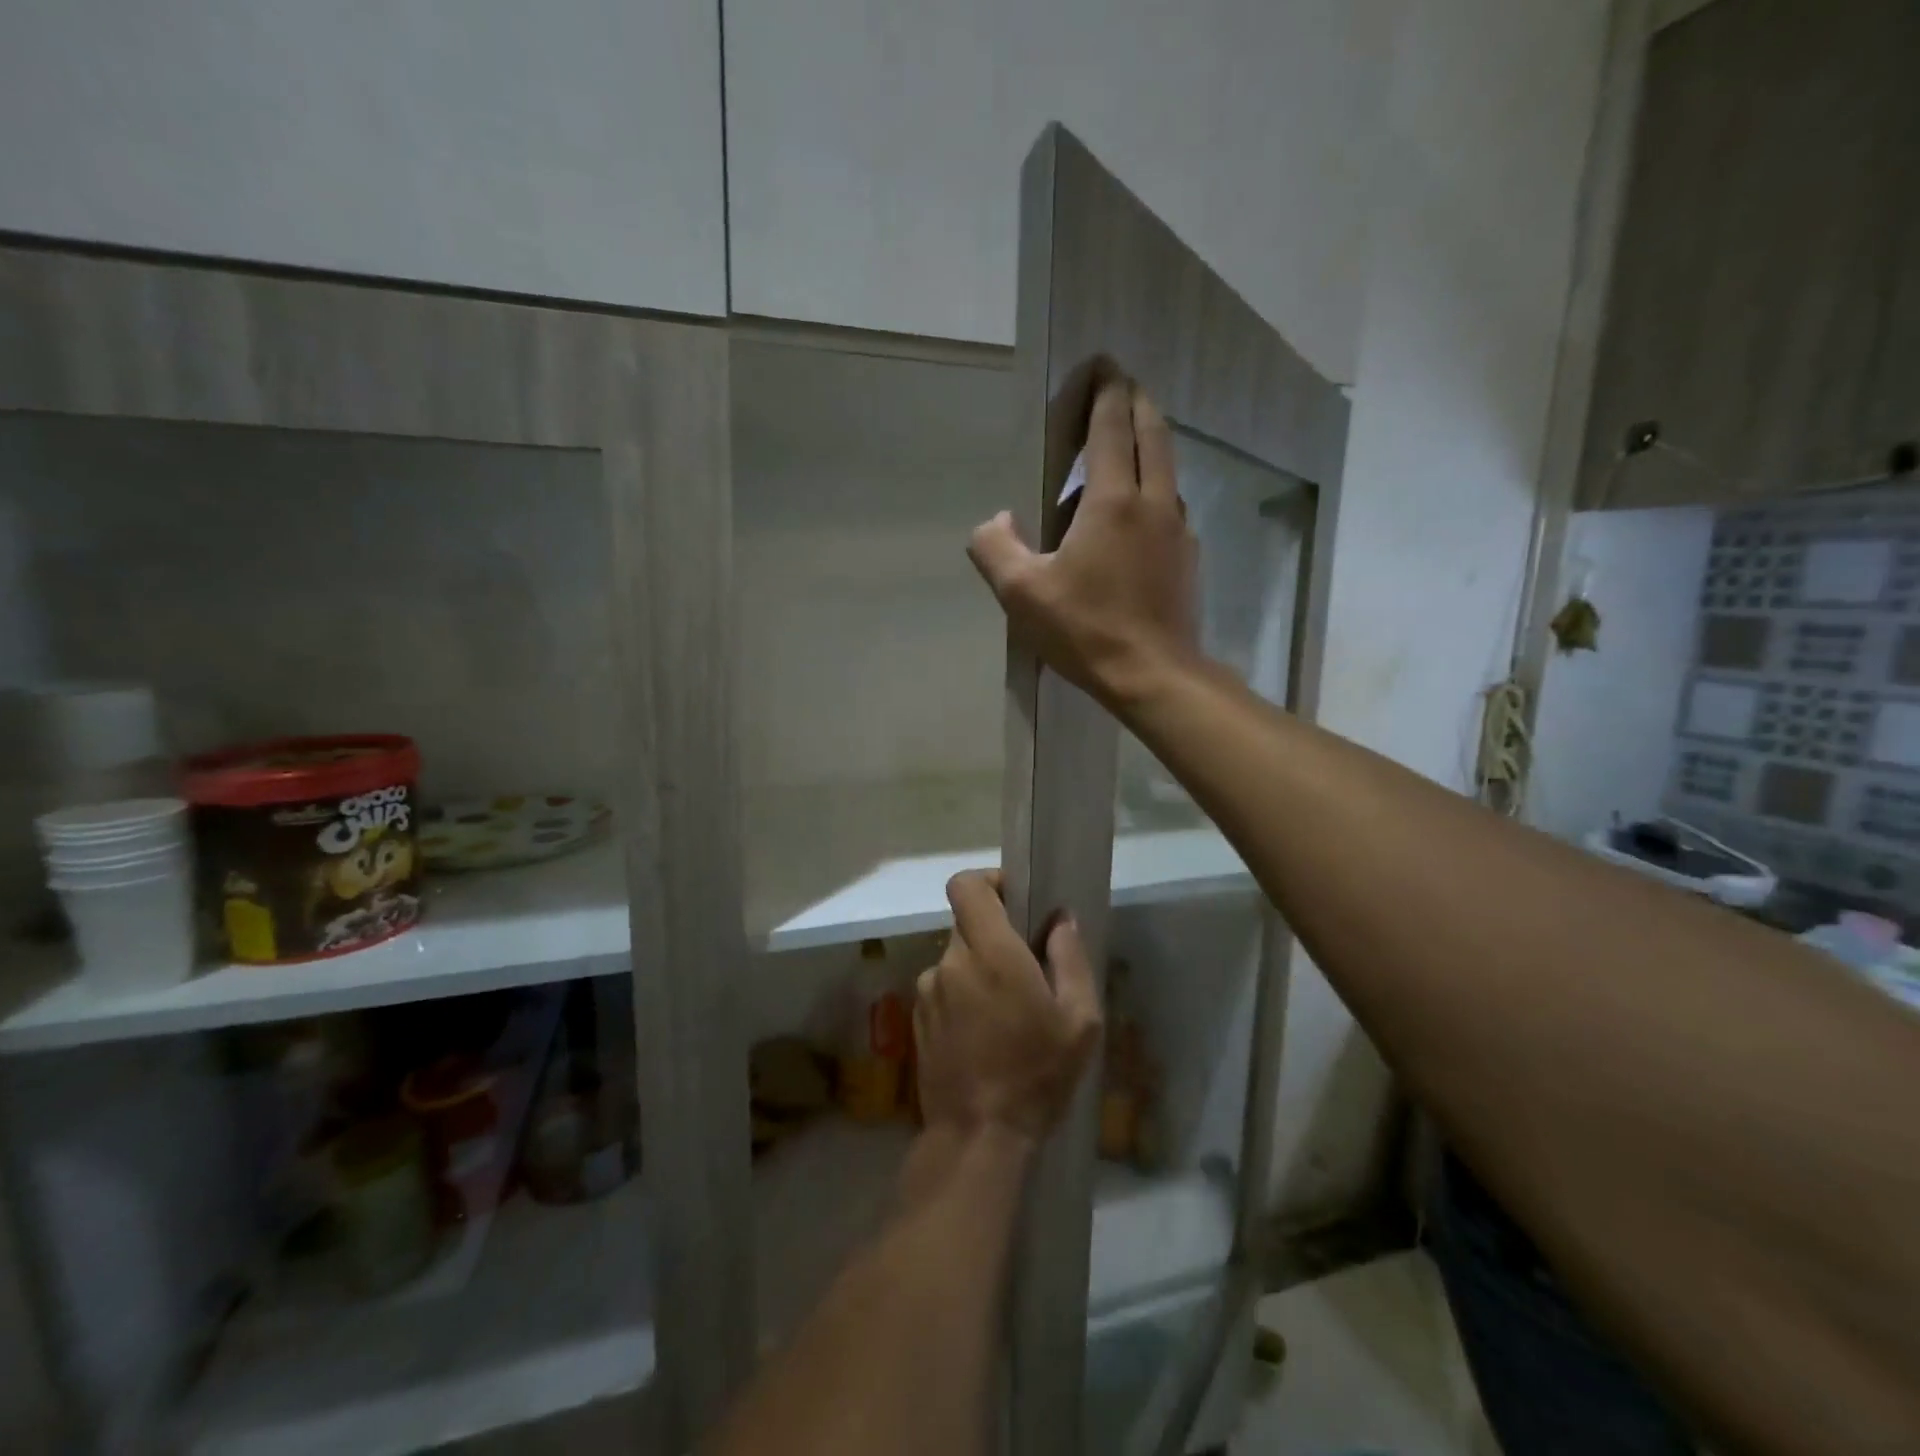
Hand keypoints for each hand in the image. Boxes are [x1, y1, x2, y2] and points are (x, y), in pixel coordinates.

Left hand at [914, 871, 1101, 1142]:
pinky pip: (944, 990)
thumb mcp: (1079, 1020)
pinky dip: (963, 999)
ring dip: (980, 973)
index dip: (989, 882)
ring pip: (957, 961)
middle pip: (968, 925)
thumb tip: (1059, 920)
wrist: (977, 1138)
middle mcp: (950, 962)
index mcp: (989, 952)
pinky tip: (984, 1038)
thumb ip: (1070, 958)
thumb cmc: (1036, 1075)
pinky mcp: (916, 1019)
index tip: (1015, 901)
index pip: (966, 885)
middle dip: (996, 938)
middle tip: (1027, 974)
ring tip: (1007, 1017)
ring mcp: (927, 991)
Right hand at [967, 374, 1199, 707]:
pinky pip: (1171, 504)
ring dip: (1148, 442)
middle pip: (1151, 433)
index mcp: (1112, 501)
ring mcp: (1178, 529)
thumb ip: (995, 548)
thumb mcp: (1021, 593)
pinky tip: (1139, 510)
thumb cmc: (1086, 631)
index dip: (1105, 391)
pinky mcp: (1187, 557)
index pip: (1111, 427)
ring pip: (1167, 467)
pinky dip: (1155, 486)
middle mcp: (1154, 502)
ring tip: (1127, 441)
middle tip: (1120, 385)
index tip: (1101, 364)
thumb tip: (995, 520)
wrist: (1154, 675)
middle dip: (1135, 401)